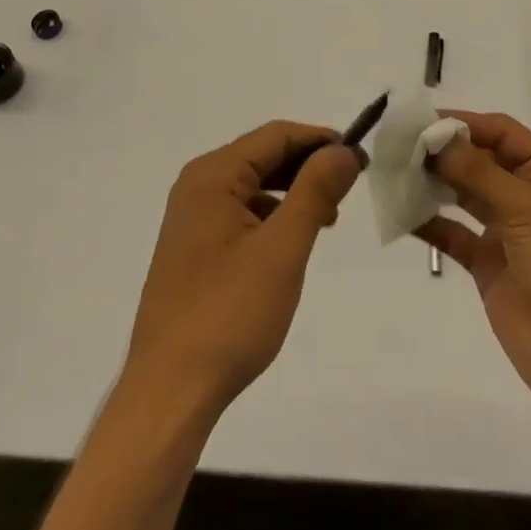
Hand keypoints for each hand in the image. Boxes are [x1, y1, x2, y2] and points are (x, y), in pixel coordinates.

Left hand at [124, 122, 362, 423]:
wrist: (170, 393)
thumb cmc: (228, 314)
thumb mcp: (283, 249)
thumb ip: (315, 191)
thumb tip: (344, 150)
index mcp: (212, 175)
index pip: (276, 135)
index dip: (321, 140)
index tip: (361, 159)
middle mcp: (197, 186)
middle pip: (263, 156)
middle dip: (309, 165)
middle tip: (352, 185)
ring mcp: (192, 219)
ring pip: (254, 185)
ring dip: (293, 192)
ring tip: (330, 216)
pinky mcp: (194, 249)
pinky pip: (241, 213)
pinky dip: (273, 216)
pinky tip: (293, 242)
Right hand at [416, 111, 530, 418]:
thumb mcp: (526, 208)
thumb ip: (477, 172)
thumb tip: (436, 137)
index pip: (498, 132)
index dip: (461, 123)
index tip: (418, 122)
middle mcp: (523, 194)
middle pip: (476, 160)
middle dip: (441, 152)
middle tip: (395, 147)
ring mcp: (504, 231)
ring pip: (461, 195)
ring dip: (431, 184)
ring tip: (392, 174)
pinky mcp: (487, 265)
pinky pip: (453, 235)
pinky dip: (429, 224)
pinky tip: (401, 214)